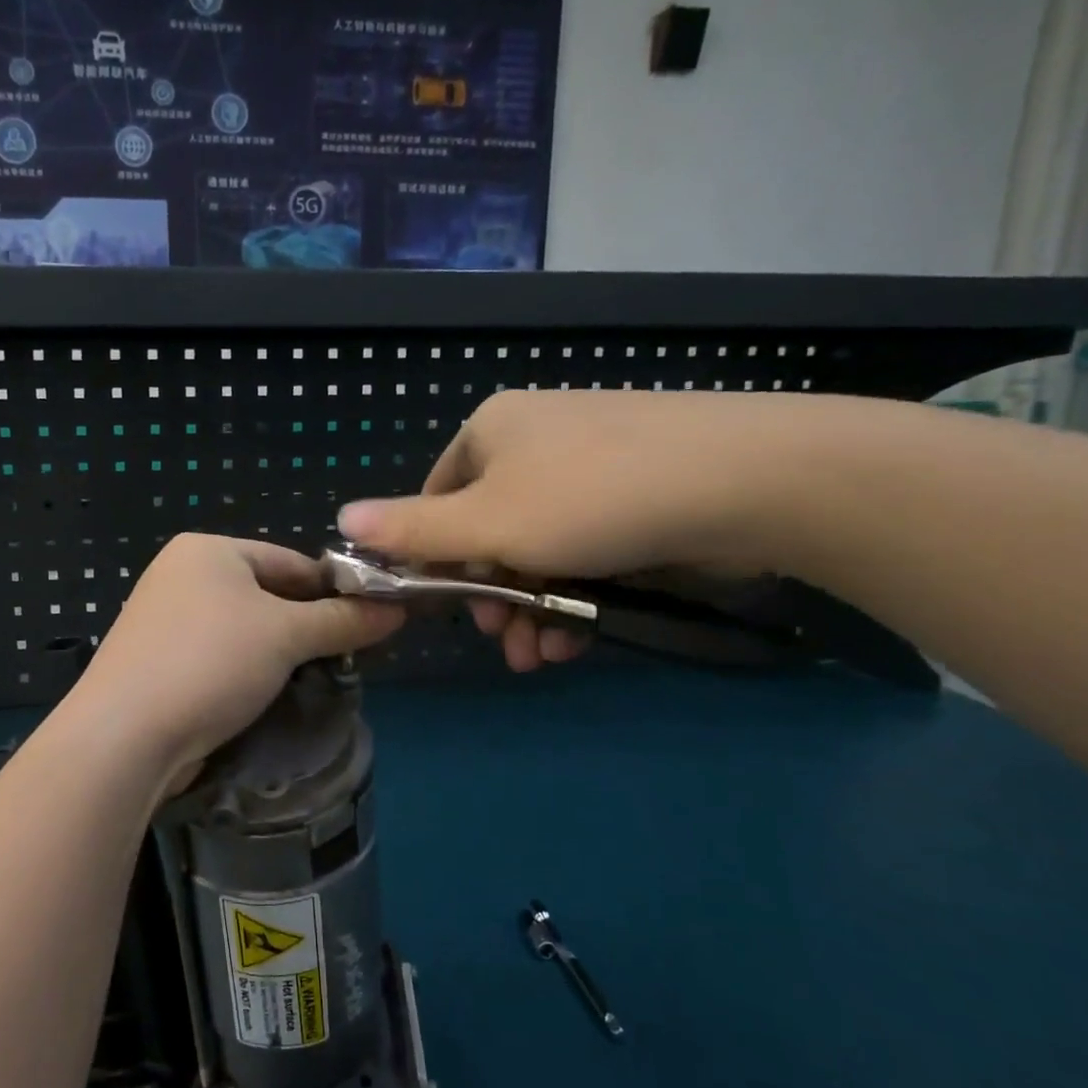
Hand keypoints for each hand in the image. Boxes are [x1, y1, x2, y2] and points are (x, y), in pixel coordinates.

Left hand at [68, 534, 402, 790]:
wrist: (124, 736)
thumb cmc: (210, 663)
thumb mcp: (286, 635)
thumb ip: (343, 619)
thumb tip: (398, 609)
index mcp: (208, 550)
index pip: (291, 561)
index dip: (335, 591)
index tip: (372, 623)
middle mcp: (182, 576)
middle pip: (267, 595)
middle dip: (307, 627)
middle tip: (348, 657)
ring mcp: (165, 620)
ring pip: (244, 631)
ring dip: (279, 655)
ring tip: (316, 681)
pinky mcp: (158, 663)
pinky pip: (219, 658)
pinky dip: (247, 673)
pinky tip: (270, 697)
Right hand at [336, 390, 805, 671]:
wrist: (747, 480)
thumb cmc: (591, 499)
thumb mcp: (488, 523)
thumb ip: (412, 529)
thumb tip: (340, 519)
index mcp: (491, 431)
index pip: (435, 499)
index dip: (434, 559)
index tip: (447, 608)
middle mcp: (536, 439)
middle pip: (487, 530)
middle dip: (490, 596)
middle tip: (503, 639)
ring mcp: (591, 465)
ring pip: (537, 548)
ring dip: (531, 608)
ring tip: (540, 656)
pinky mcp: (637, 494)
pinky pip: (583, 548)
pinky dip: (573, 593)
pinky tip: (577, 638)